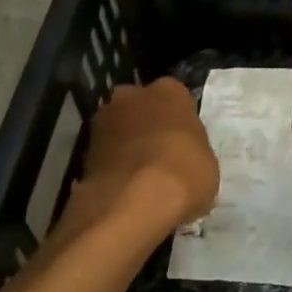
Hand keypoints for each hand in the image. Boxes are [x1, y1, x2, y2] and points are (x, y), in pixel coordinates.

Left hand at [70, 78, 218, 237]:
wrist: (134, 200)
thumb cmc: (184, 172)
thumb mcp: (207, 163)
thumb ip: (192, 150)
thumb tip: (182, 159)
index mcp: (169, 91)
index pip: (177, 99)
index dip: (179, 122)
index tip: (184, 142)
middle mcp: (133, 94)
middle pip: (142, 107)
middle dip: (148, 125)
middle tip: (160, 155)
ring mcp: (104, 119)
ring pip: (120, 128)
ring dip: (127, 144)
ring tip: (139, 175)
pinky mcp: (84, 148)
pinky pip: (106, 152)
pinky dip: (112, 165)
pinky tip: (123, 187)